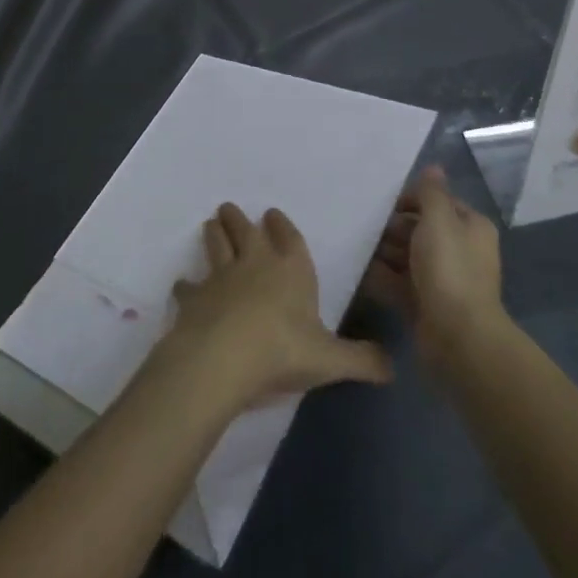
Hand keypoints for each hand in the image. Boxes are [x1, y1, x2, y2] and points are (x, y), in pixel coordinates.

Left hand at [162, 203, 392, 411]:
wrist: (223, 357)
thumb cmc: (282, 351)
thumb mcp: (331, 361)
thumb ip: (362, 361)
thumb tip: (393, 368)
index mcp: (291, 270)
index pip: (288, 238)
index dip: (281, 225)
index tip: (272, 213)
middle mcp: (255, 263)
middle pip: (245, 231)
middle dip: (239, 219)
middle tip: (229, 208)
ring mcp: (220, 277)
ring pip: (216, 245)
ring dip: (214, 234)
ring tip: (210, 224)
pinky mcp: (194, 297)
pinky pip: (189, 286)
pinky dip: (187, 285)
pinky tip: (184, 286)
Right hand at [361, 166, 505, 365]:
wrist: (457, 336)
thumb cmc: (449, 269)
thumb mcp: (439, 220)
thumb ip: (431, 193)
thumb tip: (433, 167)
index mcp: (469, 227)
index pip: (437, 203)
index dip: (411, 200)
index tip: (381, 203)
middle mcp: (458, 250)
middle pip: (419, 229)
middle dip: (392, 227)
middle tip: (362, 225)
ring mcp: (441, 279)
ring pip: (406, 257)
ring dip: (382, 251)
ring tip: (353, 244)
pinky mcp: (424, 303)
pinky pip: (397, 282)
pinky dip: (380, 276)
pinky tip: (356, 269)